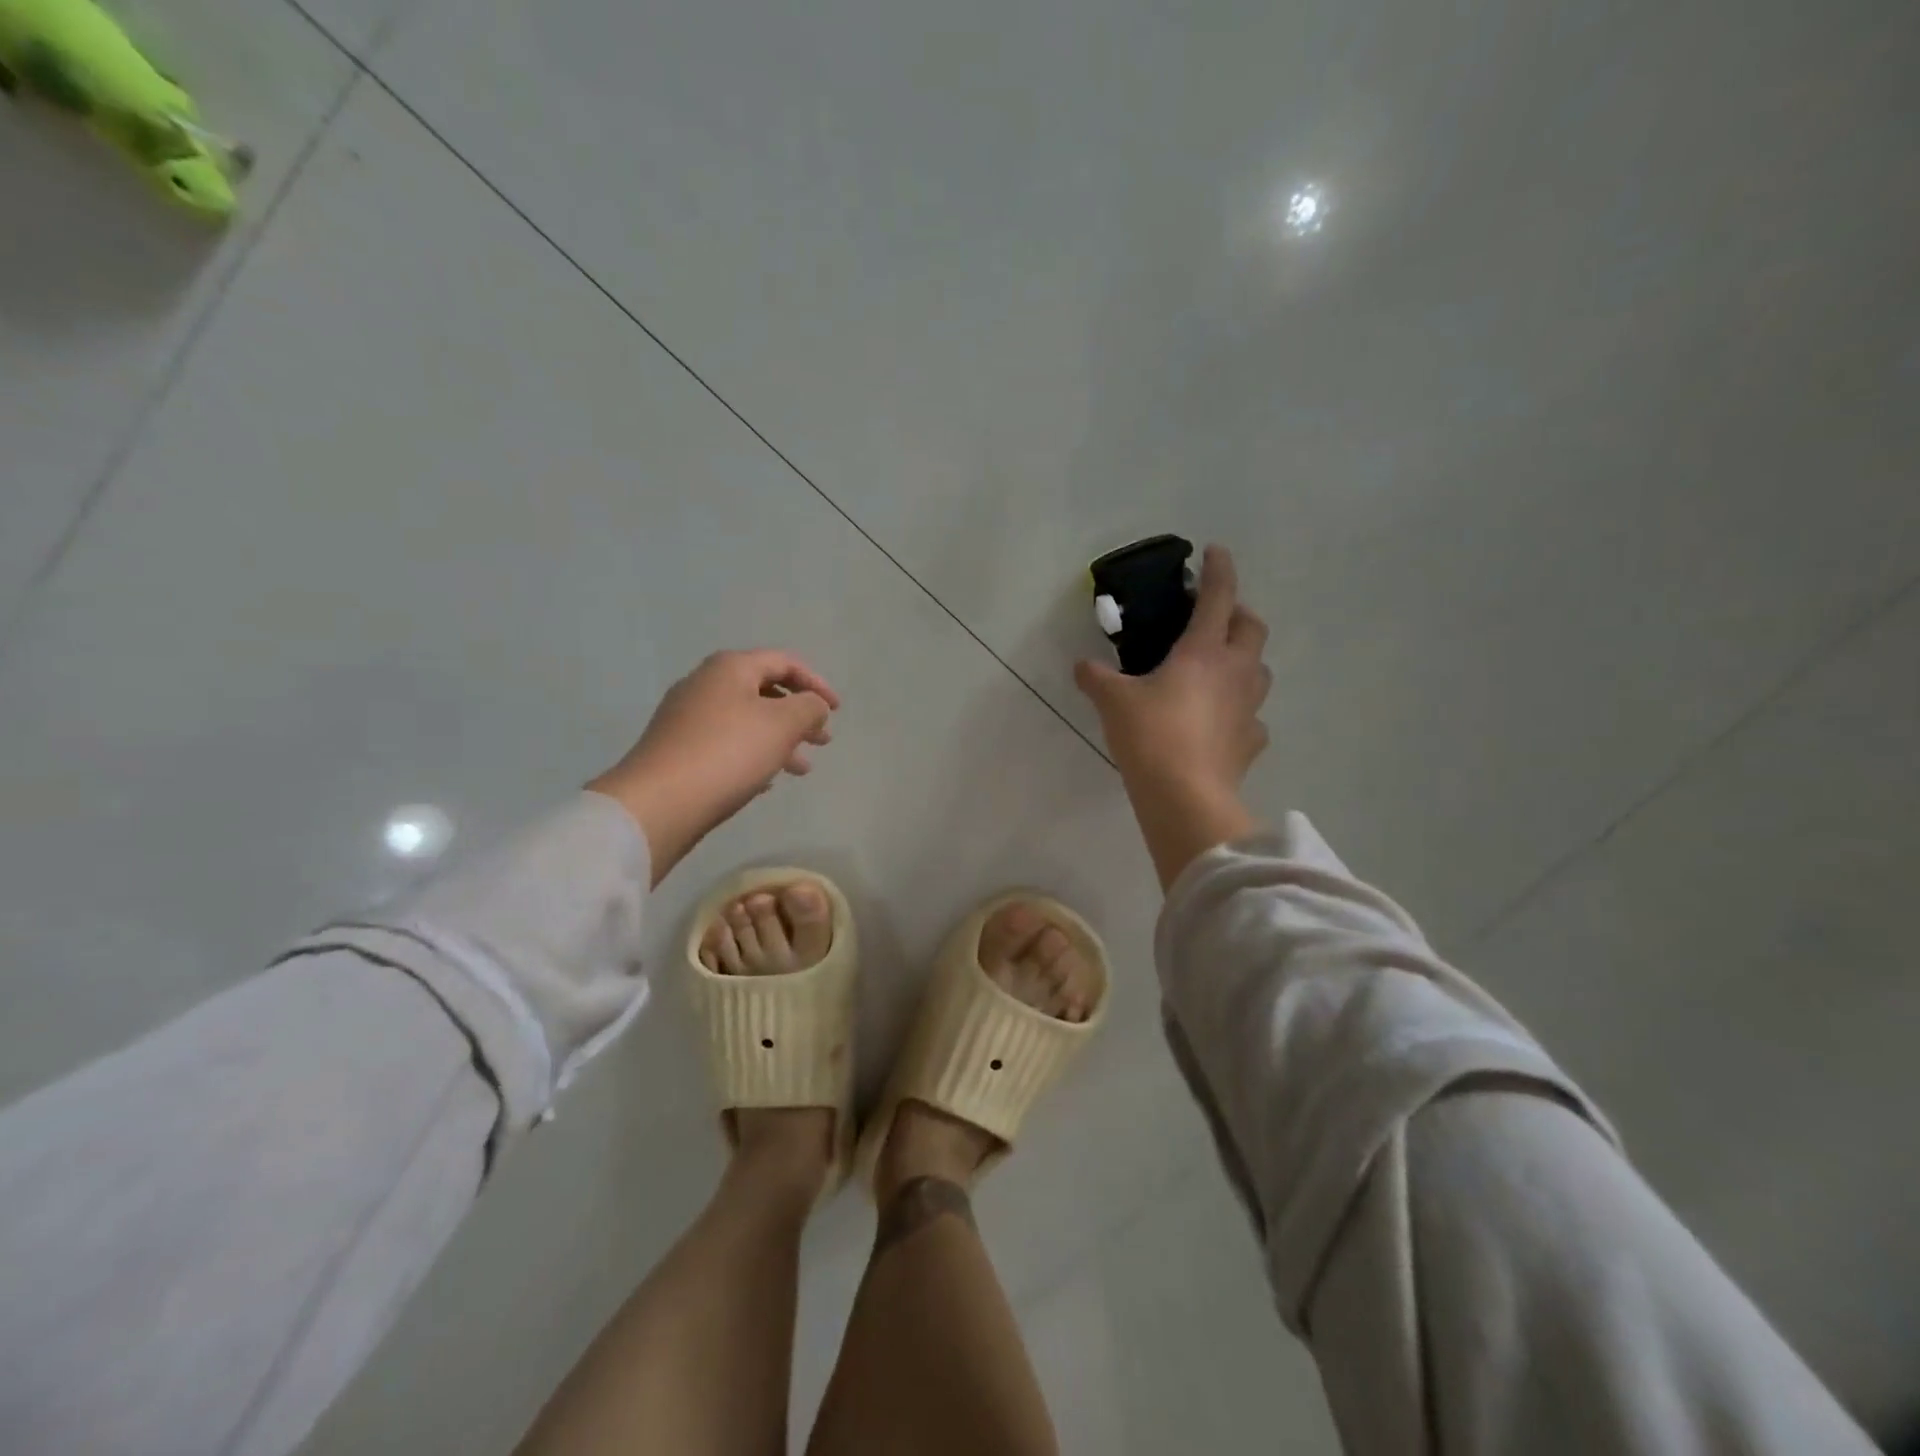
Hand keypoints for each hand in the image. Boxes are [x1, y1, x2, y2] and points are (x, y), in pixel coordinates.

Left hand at [588, 650, 837, 884]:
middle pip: (764, 691)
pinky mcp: (677, 749)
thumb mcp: (783, 724)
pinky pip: (726, 744)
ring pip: (746, 721)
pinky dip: (753, 755)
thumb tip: (813, 705)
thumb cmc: (728, 753)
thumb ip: (809, 707)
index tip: (836, 710)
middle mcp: (705, 684)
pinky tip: (766, 781)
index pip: (784, 662)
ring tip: (801, 769)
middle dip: (799, 715)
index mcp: (730, 668)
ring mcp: (686, 717)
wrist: (659, 802)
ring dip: (780, 740)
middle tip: (822, 741)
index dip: (816, 683)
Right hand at [1074, 545, 1268, 887]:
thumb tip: (1082, 667)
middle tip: (1215, 618)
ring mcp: (1249, 708)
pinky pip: (1252, 717)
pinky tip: (1221, 722)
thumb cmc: (1151, 736)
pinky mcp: (1251, 742)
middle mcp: (1235, 672)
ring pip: (1259, 670)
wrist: (1186, 797)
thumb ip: (1097, 678)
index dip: (1219, 570)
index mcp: (1204, 651)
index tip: (1215, 551)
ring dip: (1244, 659)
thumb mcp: (1113, 701)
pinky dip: (1240, 711)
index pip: (1219, 597)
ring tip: (1219, 668)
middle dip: (1238, 613)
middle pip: (1252, 628)